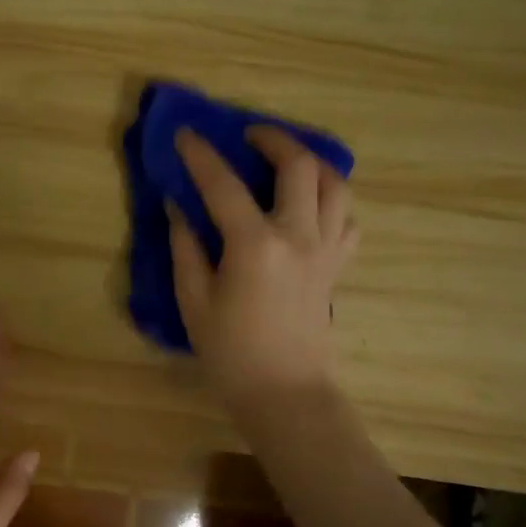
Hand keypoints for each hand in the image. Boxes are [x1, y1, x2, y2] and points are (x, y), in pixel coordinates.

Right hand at [170, 126, 357, 407]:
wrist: (284, 392)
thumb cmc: (230, 353)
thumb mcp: (194, 301)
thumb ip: (185, 247)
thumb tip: (179, 206)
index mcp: (255, 245)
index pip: (223, 184)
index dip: (200, 154)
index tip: (185, 133)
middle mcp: (298, 236)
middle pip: (299, 166)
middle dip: (273, 139)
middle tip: (249, 137)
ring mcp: (326, 249)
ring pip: (336, 185)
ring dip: (311, 163)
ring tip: (287, 162)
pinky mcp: (338, 266)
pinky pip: (346, 219)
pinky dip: (331, 202)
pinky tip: (309, 207)